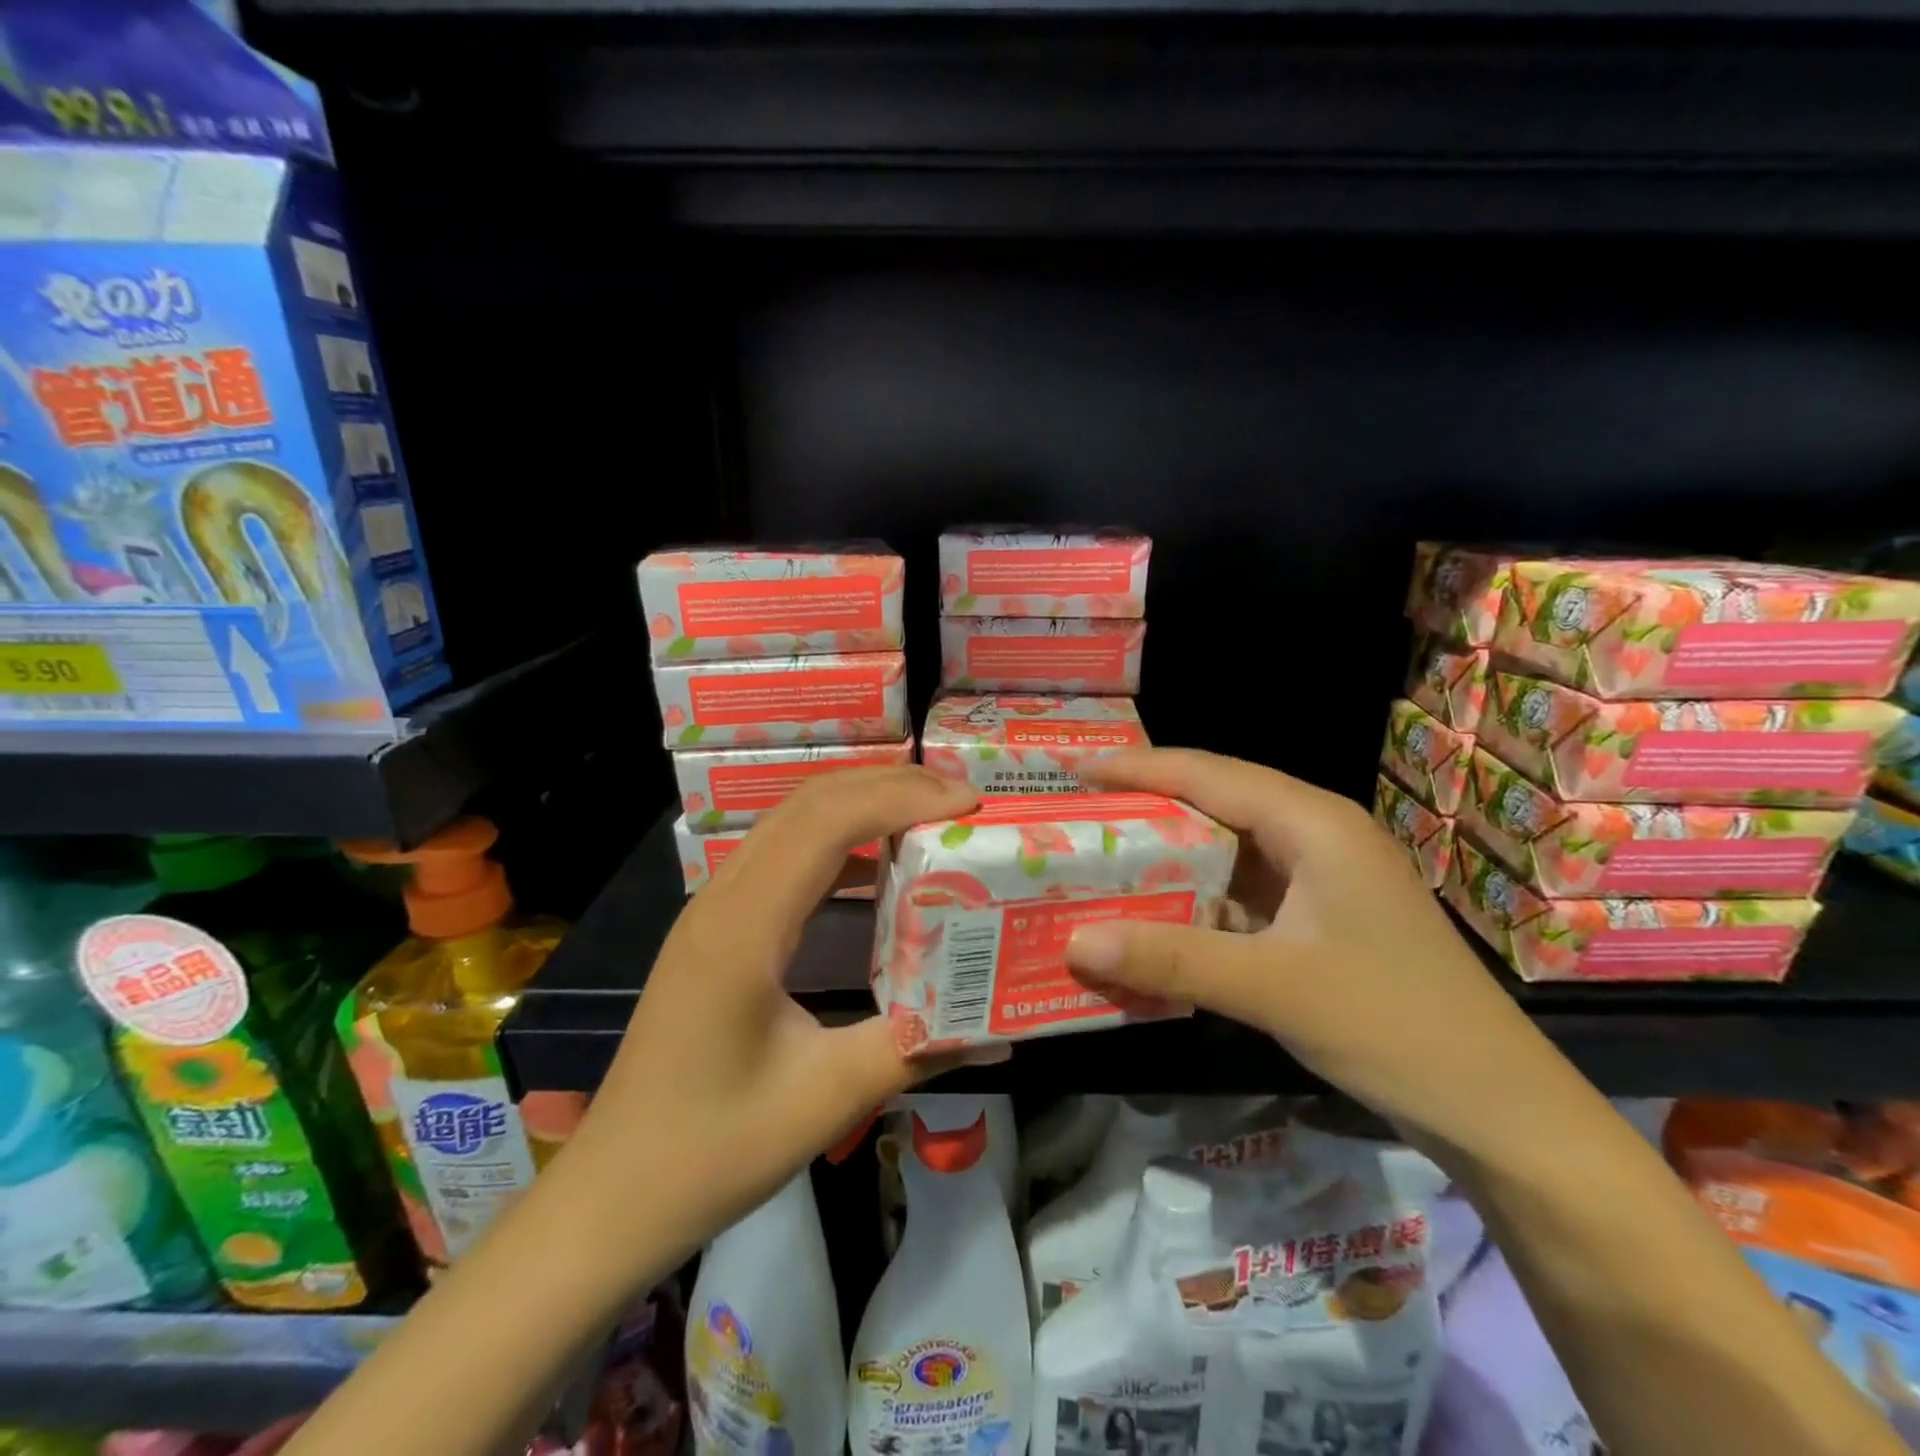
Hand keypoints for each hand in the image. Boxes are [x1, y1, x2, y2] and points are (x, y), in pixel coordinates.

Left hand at [558, 765, 979, 1280]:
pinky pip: (783, 856)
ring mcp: (714, 909)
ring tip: (929, 817)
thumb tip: (999, 1031)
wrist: (613, 1195)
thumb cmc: (712, 1150)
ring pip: (792, 821)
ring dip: (861, 805)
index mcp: (744, 929)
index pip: (828, 823)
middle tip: (960, 799)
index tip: (968, 804)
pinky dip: (838, 841)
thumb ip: (916, 1050)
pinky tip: (877, 867)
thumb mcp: (826, 1101)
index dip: (901, 799)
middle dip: (889, 786)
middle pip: (809, 803)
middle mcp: (723, 899)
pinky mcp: (718, 928)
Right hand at [1062, 748, 1565, 1147]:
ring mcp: (1322, 878)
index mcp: (1314, 823)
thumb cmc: (1392, 1024)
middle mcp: (1317, 835)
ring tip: (1103, 861)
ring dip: (1170, 857)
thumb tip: (1074, 942)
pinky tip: (1156, 918)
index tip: (1077, 769)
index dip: (1139, 767)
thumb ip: (1171, 960)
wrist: (1497, 1107)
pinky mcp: (1320, 918)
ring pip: (1228, 849)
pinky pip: (1242, 892)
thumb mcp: (1272, 987)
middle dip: (1147, 807)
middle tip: (1079, 816)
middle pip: (1216, 803)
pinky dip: (1196, 899)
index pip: (1209, 774)